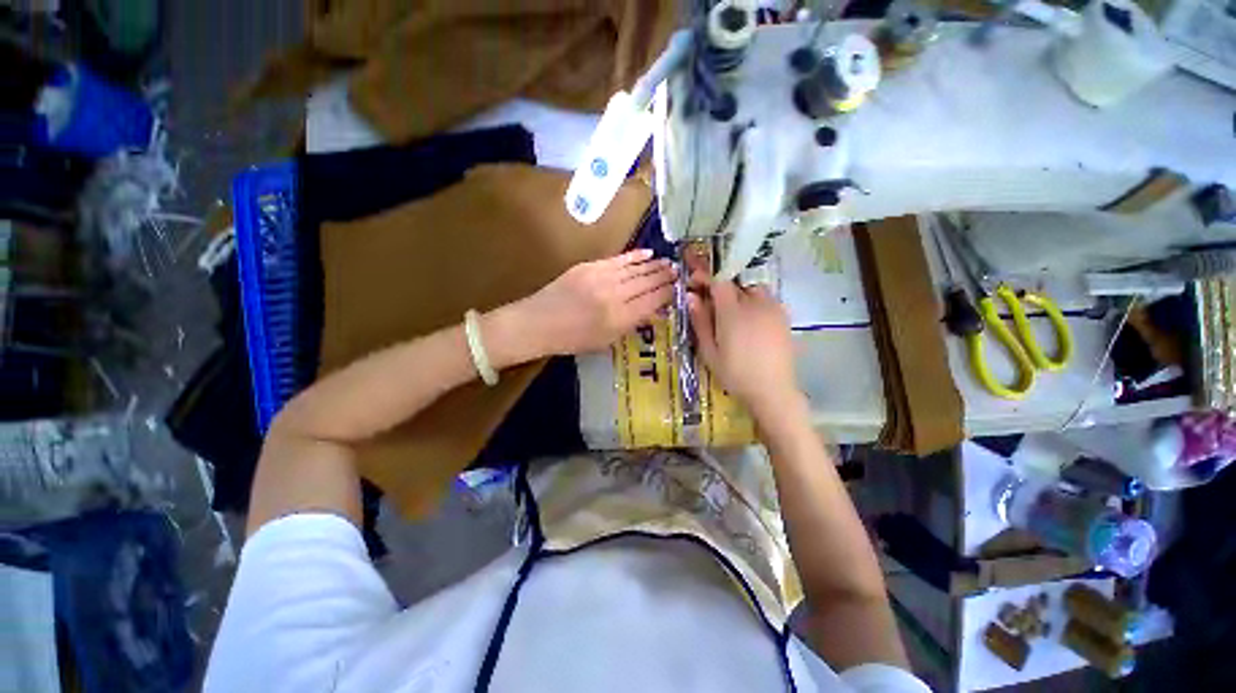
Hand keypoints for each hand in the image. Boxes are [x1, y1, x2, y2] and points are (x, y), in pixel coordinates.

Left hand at [510, 249, 675, 356]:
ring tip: (668, 262)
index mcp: (620, 318)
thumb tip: (652, 311)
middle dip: (665, 276)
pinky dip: (635, 256)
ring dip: (654, 265)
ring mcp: (602, 278)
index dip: (668, 293)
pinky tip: (647, 253)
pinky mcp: (590, 266)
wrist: (538, 323)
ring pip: (636, 269)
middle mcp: (615, 295)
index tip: (679, 288)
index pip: (653, 301)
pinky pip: (619, 259)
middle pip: (647, 282)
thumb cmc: (572, 340)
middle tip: (678, 271)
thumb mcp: (606, 342)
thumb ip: (631, 325)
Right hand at [687, 277, 800, 419]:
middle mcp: (755, 304)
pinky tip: (751, 323)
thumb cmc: (735, 374)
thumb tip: (691, 297)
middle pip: (735, 284)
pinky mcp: (785, 317)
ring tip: (733, 315)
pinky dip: (755, 303)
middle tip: (711, 305)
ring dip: (740, 295)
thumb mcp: (709, 351)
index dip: (705, 278)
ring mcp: (774, 309)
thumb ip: (700, 322)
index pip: (719, 282)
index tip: (694, 282)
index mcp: (733, 312)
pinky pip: (767, 300)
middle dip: (721, 290)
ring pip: (753, 290)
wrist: (773, 390)